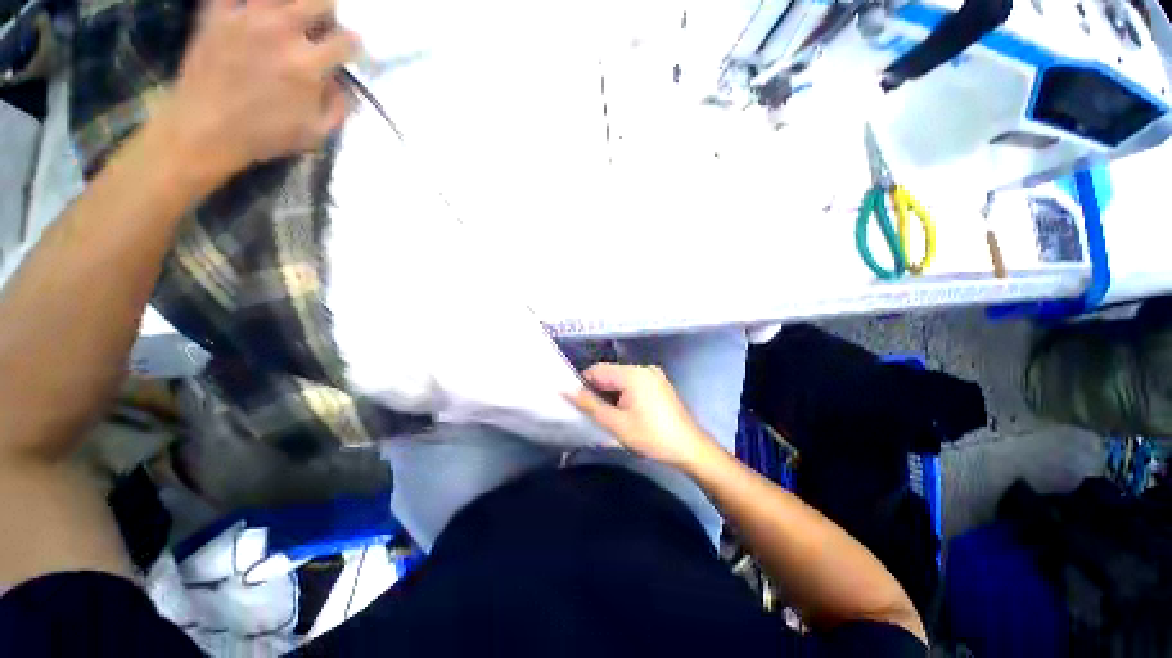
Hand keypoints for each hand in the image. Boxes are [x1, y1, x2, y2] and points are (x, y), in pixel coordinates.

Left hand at [159, 0, 357, 182]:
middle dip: (329, 13)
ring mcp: (247, 17)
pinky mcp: (218, 13)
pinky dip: (250, 0)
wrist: (202, 129)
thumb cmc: (263, 135)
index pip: (347, 42)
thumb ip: (338, 107)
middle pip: (320, 2)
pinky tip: (256, 10)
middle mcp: (281, 32)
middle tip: (323, 24)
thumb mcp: (316, 134)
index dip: (354, 46)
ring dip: (294, 3)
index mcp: (308, 66)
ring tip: (290, 16)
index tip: (351, 51)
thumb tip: (341, 83)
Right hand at [568, 364, 718, 471]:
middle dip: (597, 390)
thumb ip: (589, 405)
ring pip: (621, 379)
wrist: (690, 448)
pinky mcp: (659, 384)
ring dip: (610, 394)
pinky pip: (633, 383)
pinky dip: (623, 394)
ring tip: (607, 415)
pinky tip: (624, 412)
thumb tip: (566, 390)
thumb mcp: (616, 423)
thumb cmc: (651, 436)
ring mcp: (653, 375)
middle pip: (610, 373)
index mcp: (633, 373)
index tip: (577, 403)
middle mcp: (643, 368)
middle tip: (592, 412)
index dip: (583, 384)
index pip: (597, 370)